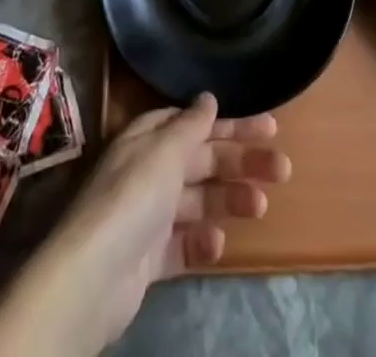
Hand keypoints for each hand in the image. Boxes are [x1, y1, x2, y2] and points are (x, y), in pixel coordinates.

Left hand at [0, 95, 287, 355]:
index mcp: (149, 137)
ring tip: (261, 206)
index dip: (232, 123)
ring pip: (199, 200)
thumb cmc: (132, 197)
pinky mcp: (148, 258)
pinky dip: (203, 242)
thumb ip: (191, 125)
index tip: (269, 126)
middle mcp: (148, 170)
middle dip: (241, 161)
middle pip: (202, 160)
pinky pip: (183, 244)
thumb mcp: (165, 150)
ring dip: (230, 200)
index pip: (196, 123)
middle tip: (283, 167)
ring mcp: (148, 215)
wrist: (92, 277)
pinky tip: (219, 244)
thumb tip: (209, 98)